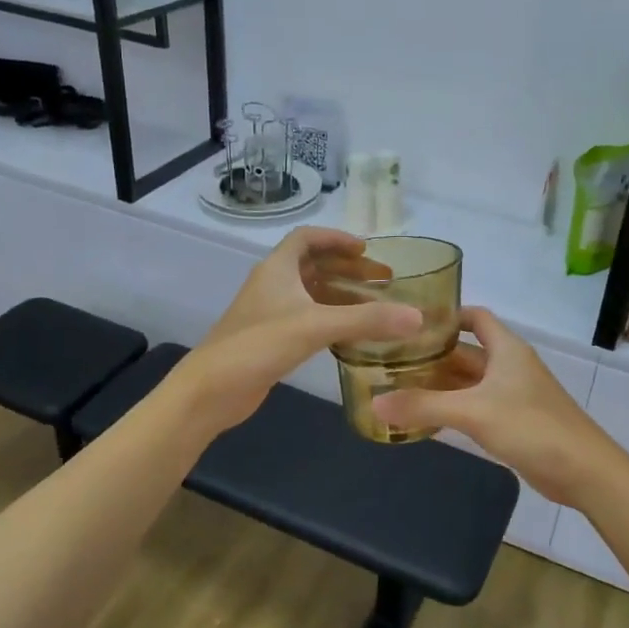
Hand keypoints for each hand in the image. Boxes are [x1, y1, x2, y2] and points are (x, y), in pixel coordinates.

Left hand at [175, 227, 420, 432]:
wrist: (211, 390)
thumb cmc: (258, 345)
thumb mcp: (315, 326)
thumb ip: (366, 320)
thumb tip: (417, 317)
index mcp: (278, 268)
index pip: (307, 238)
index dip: (337, 239)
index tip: (367, 249)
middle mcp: (273, 284)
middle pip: (314, 264)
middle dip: (348, 268)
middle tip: (384, 280)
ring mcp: (270, 312)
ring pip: (311, 293)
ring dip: (341, 294)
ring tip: (376, 305)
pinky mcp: (271, 338)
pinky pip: (308, 318)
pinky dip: (331, 318)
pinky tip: (352, 335)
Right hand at [371, 308, 613, 496]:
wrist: (583, 471)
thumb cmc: (532, 427)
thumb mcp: (473, 412)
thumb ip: (423, 406)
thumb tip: (374, 403)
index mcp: (507, 349)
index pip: (475, 317)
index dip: (446, 315)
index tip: (410, 322)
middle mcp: (509, 366)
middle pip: (466, 352)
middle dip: (433, 355)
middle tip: (391, 359)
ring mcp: (513, 395)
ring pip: (469, 382)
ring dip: (440, 384)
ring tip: (399, 387)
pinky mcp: (514, 421)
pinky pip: (476, 407)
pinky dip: (452, 408)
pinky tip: (425, 419)